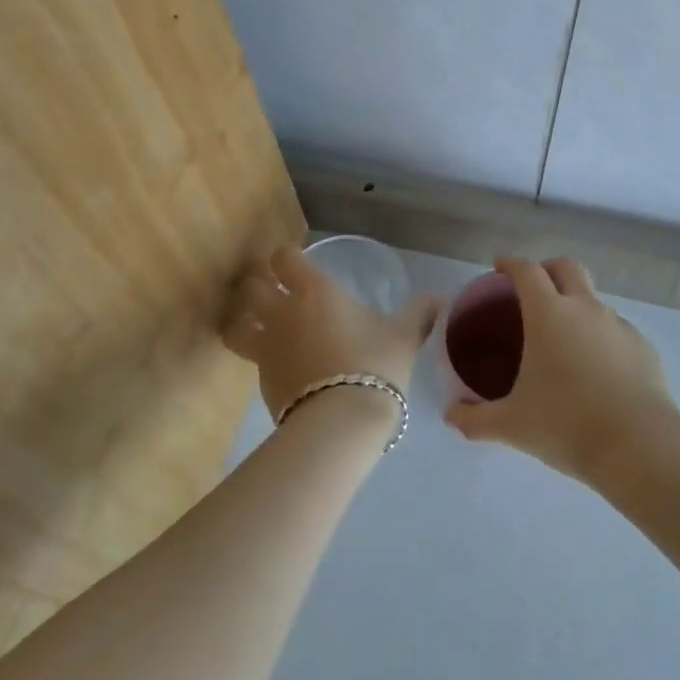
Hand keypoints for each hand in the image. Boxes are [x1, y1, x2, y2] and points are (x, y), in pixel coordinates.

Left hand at [222, 244, 442, 419]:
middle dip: (258, 285)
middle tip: (274, 291)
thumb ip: (420, 312)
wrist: (342, 421)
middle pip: (251, 286)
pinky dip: (258, 358)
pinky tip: (278, 366)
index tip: (298, 265)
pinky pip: (251, 360)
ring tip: (258, 327)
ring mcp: (266, 348)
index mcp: (315, 291)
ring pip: (237, 325)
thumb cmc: (375, 365)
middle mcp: (283, 312)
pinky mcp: (261, 381)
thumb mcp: (405, 336)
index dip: (287, 258)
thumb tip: (442, 298)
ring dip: (244, 321)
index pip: (284, 258)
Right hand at [445, 256, 676, 481]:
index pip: (527, 270)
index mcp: (549, 314)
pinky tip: (595, 369)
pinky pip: (615, 330)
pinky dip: (600, 336)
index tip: (499, 267)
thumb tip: (450, 415)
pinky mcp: (643, 347)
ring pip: (593, 299)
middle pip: (566, 267)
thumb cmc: (566, 425)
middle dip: (547, 268)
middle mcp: (585, 308)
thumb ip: (475, 419)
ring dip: (575, 305)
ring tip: (563, 339)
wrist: (640, 447)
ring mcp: (619, 325)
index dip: (511, 263)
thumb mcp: (512, 425)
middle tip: (532, 288)